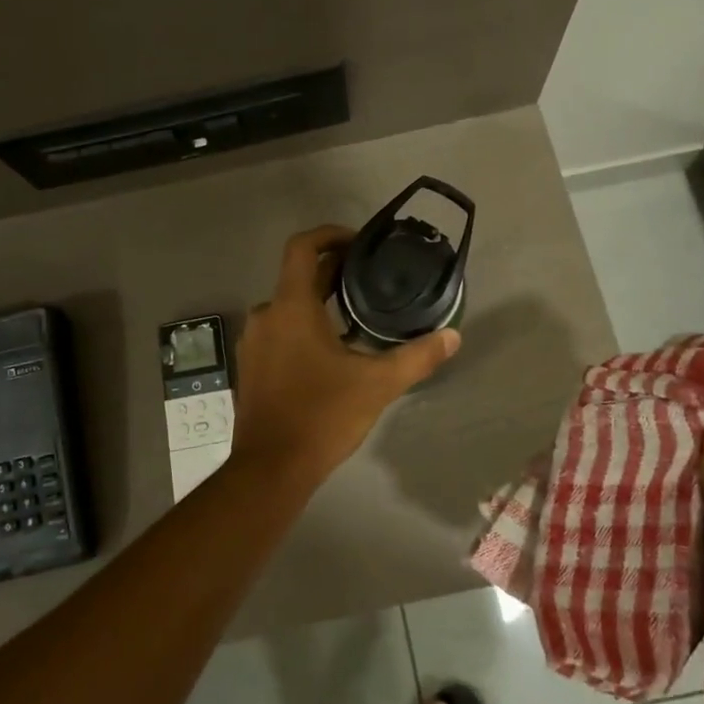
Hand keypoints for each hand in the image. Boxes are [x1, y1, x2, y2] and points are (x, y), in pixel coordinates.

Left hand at [229, 225, 460, 480]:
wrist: (271, 468)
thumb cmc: (322, 416)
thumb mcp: (377, 385)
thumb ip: (417, 357)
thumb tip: (452, 336)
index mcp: (291, 307)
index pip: (302, 247)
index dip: (329, 234)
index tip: (358, 242)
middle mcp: (266, 315)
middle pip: (298, 276)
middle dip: (332, 271)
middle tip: (369, 278)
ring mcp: (254, 341)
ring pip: (288, 305)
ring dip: (318, 301)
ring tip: (356, 314)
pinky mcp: (251, 365)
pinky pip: (278, 330)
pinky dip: (302, 325)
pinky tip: (330, 349)